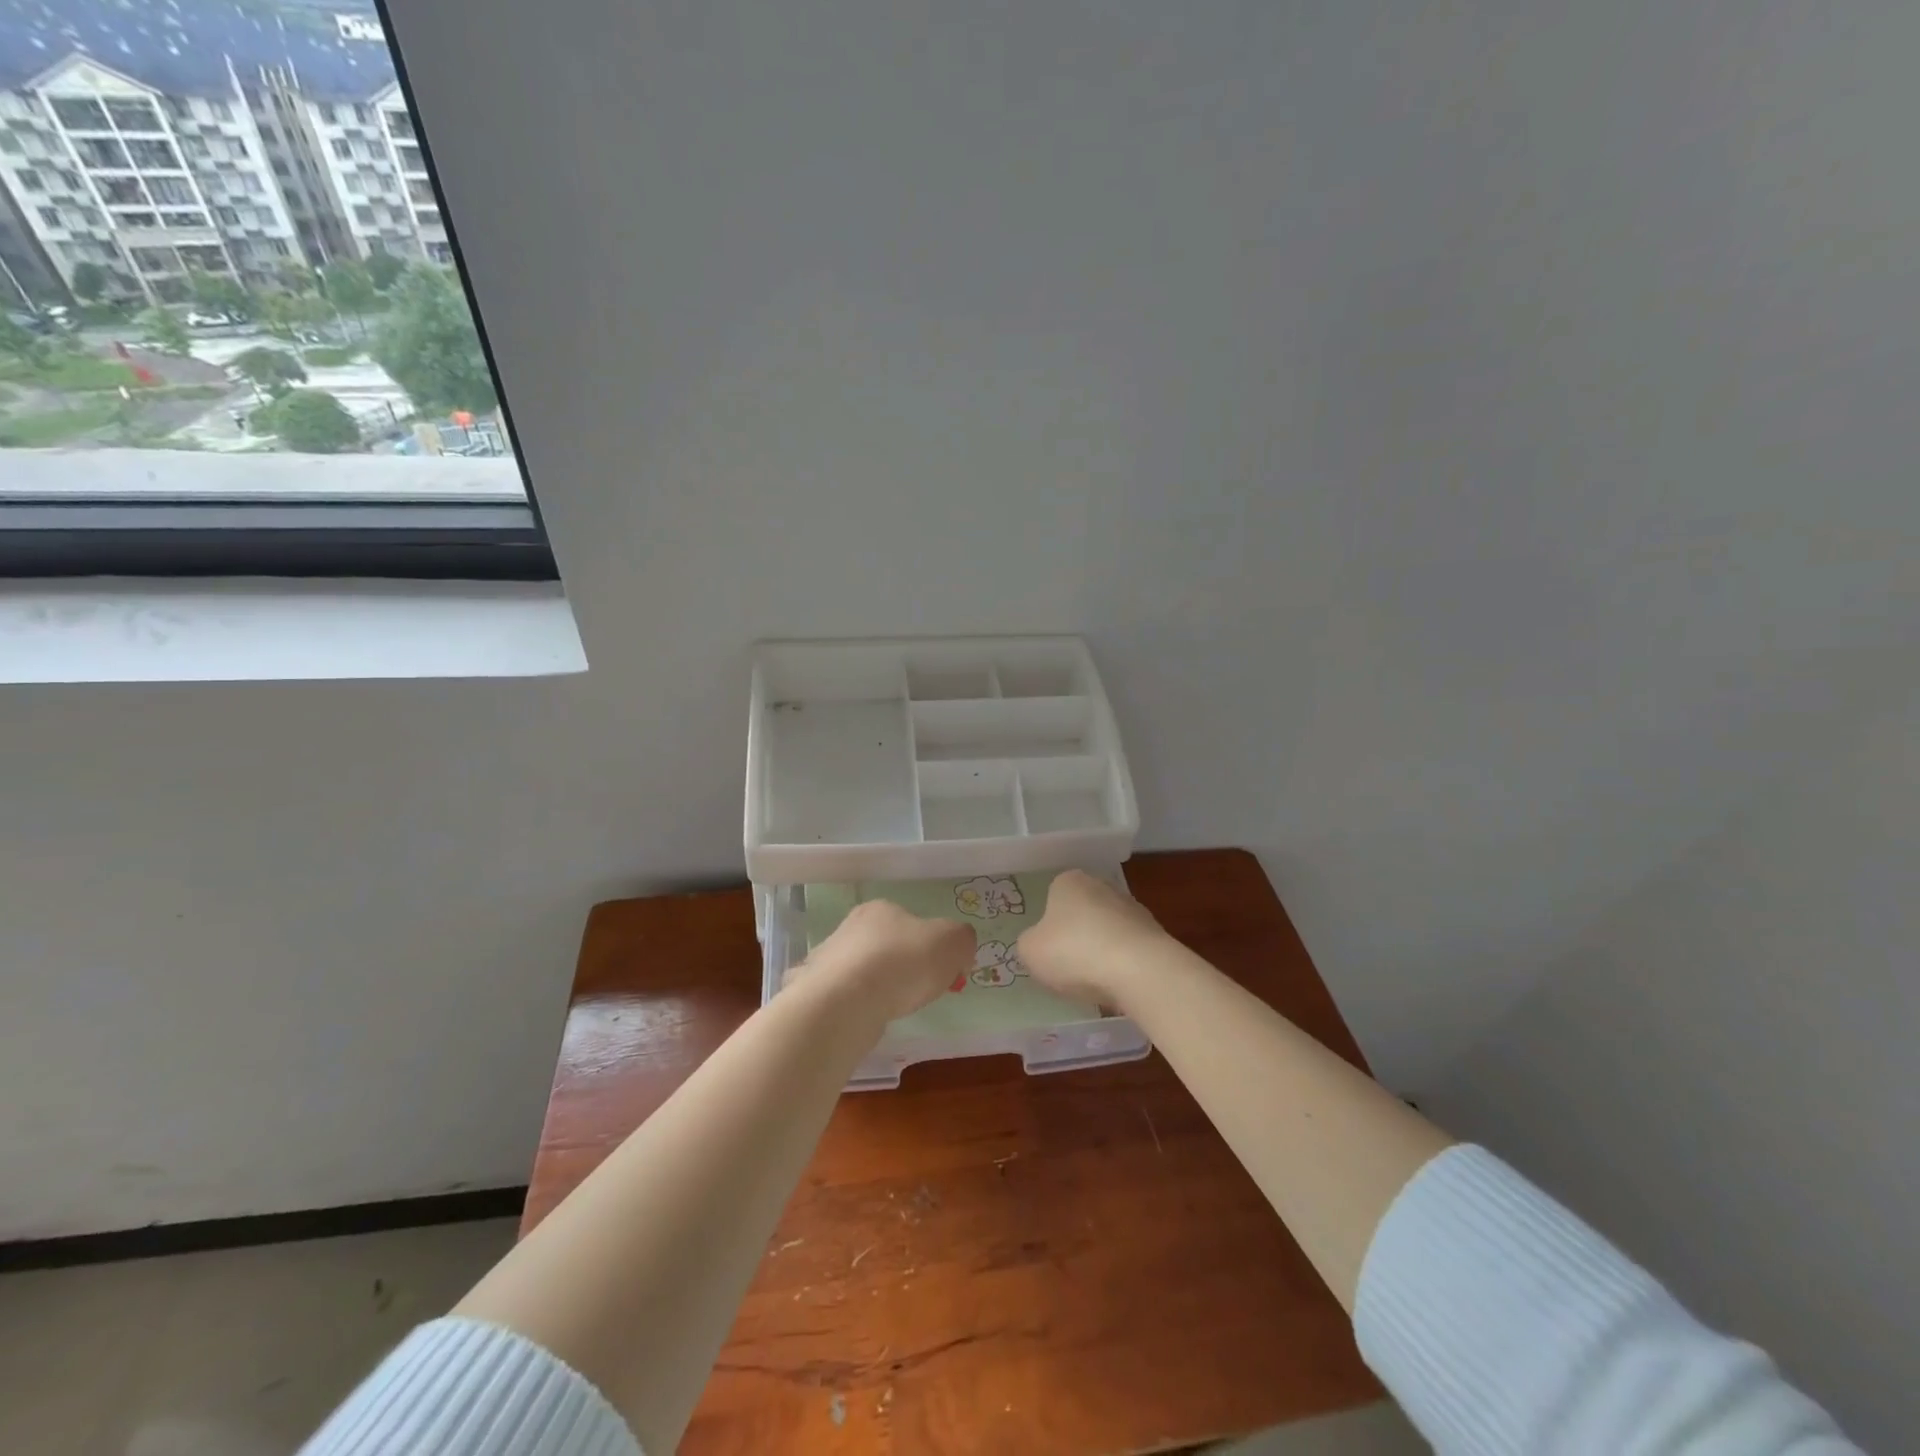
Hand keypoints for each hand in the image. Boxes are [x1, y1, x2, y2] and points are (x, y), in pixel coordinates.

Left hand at [792, 899, 974, 1022]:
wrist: (846, 1002)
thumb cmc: (904, 962)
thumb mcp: (953, 942)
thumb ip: (962, 940)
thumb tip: (959, 950)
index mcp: (881, 909)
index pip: (910, 921)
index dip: (929, 945)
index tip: (941, 970)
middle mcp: (850, 928)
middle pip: (885, 945)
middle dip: (903, 966)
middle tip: (920, 991)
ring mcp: (828, 960)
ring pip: (863, 972)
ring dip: (879, 986)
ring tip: (894, 1008)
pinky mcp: (816, 992)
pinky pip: (846, 998)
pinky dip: (859, 1007)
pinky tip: (868, 1019)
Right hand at [1018, 869, 1167, 1009]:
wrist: (1140, 971)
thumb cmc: (1074, 952)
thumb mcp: (1030, 951)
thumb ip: (1028, 944)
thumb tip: (1039, 944)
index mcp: (1069, 881)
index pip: (1053, 897)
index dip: (1048, 925)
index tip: (1048, 950)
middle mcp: (1102, 886)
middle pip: (1082, 913)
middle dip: (1076, 937)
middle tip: (1067, 967)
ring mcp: (1133, 908)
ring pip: (1107, 931)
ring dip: (1100, 952)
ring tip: (1094, 982)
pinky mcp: (1155, 934)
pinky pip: (1129, 950)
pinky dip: (1122, 965)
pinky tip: (1117, 985)